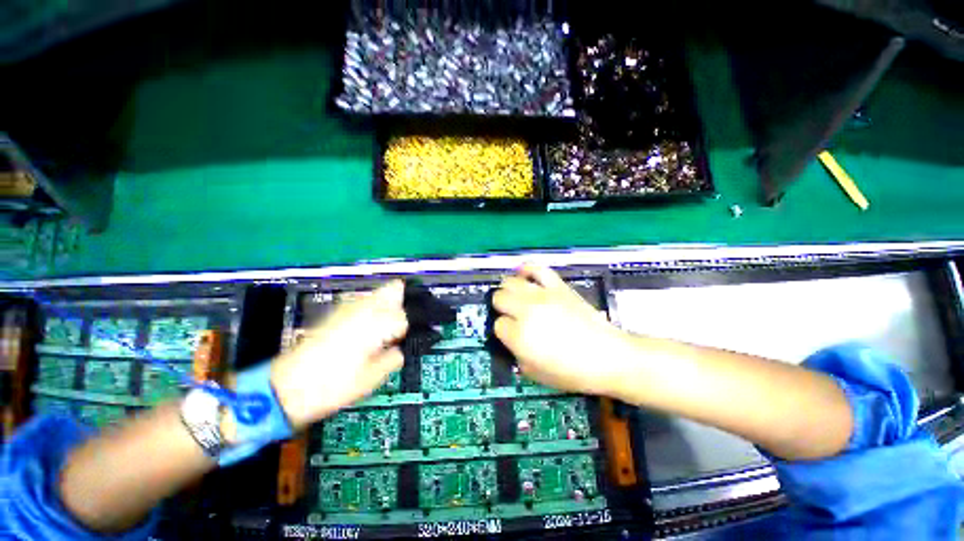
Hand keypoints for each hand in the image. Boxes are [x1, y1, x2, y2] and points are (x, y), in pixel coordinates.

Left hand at [270, 280, 407, 428]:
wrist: (285, 387)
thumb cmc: (332, 386)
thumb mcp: (371, 378)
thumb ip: (394, 357)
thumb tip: (401, 347)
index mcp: (376, 323)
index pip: (406, 316)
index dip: (411, 329)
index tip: (409, 340)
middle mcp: (365, 307)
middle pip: (395, 289)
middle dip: (405, 302)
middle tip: (403, 326)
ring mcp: (349, 306)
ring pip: (380, 293)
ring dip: (389, 305)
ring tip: (386, 329)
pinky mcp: (337, 311)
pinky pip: (365, 302)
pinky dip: (374, 309)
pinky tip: (368, 331)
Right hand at [492, 265, 635, 397]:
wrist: (607, 356)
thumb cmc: (572, 372)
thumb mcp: (535, 373)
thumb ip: (516, 355)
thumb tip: (512, 340)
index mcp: (520, 336)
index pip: (498, 325)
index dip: (503, 330)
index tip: (512, 335)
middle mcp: (526, 311)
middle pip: (499, 298)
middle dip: (502, 307)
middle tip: (511, 315)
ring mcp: (542, 295)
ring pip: (511, 282)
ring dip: (509, 290)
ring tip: (515, 297)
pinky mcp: (557, 286)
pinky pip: (537, 269)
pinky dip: (527, 270)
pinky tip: (524, 275)